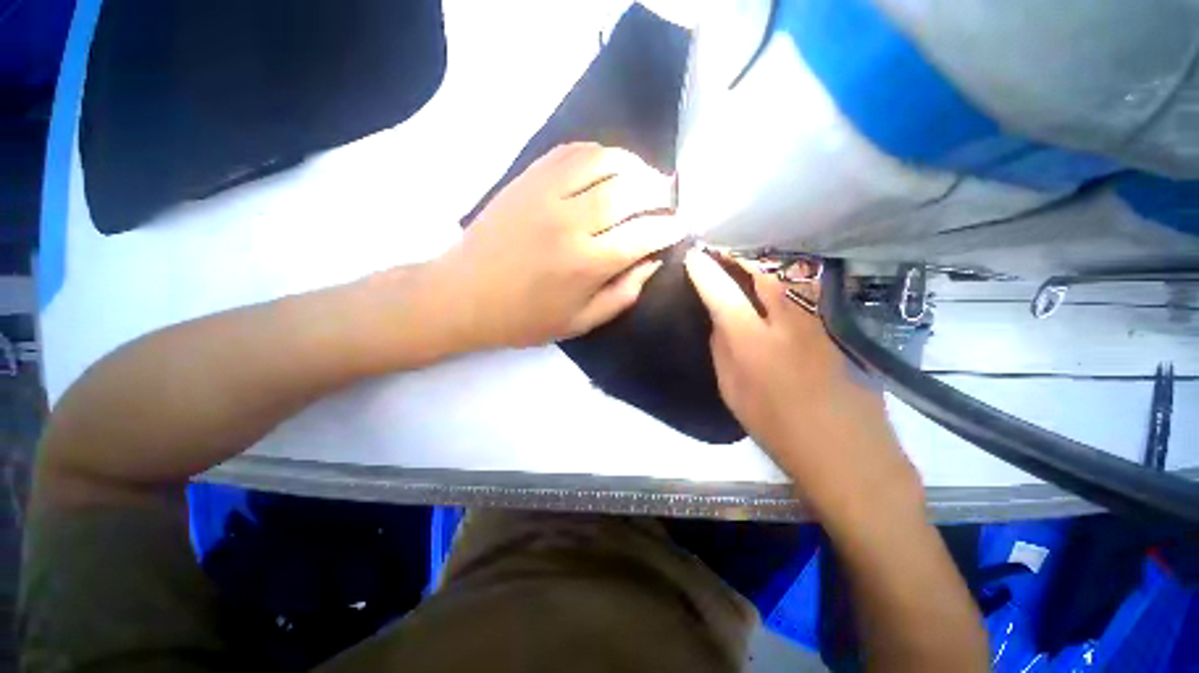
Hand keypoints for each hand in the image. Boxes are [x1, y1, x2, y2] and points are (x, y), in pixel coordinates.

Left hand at [429, 143, 685, 350]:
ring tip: (645, 176)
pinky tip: (609, 165)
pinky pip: (571, 152)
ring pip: (603, 162)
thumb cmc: (525, 318)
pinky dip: (599, 153)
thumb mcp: (580, 322)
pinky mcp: (527, 179)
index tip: (679, 226)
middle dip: (659, 192)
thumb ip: (623, 294)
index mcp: (586, 265)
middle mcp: (571, 224)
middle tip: (667, 198)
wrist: (465, 296)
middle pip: (629, 192)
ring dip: (634, 165)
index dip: (668, 228)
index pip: (643, 236)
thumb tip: (653, 262)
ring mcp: (546, 195)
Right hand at [683, 249, 919, 514]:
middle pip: (762, 272)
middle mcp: (787, 322)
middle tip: (724, 249)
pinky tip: (779, 283)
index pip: (722, 295)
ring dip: (764, 264)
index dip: (705, 273)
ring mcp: (818, 322)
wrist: (848, 453)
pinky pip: (806, 293)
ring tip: (747, 259)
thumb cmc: (778, 429)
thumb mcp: (733, 393)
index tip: (693, 256)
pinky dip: (786, 281)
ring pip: (788, 278)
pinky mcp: (837, 327)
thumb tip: (720, 322)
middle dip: (739, 255)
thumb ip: (723, 352)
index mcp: (752, 343)